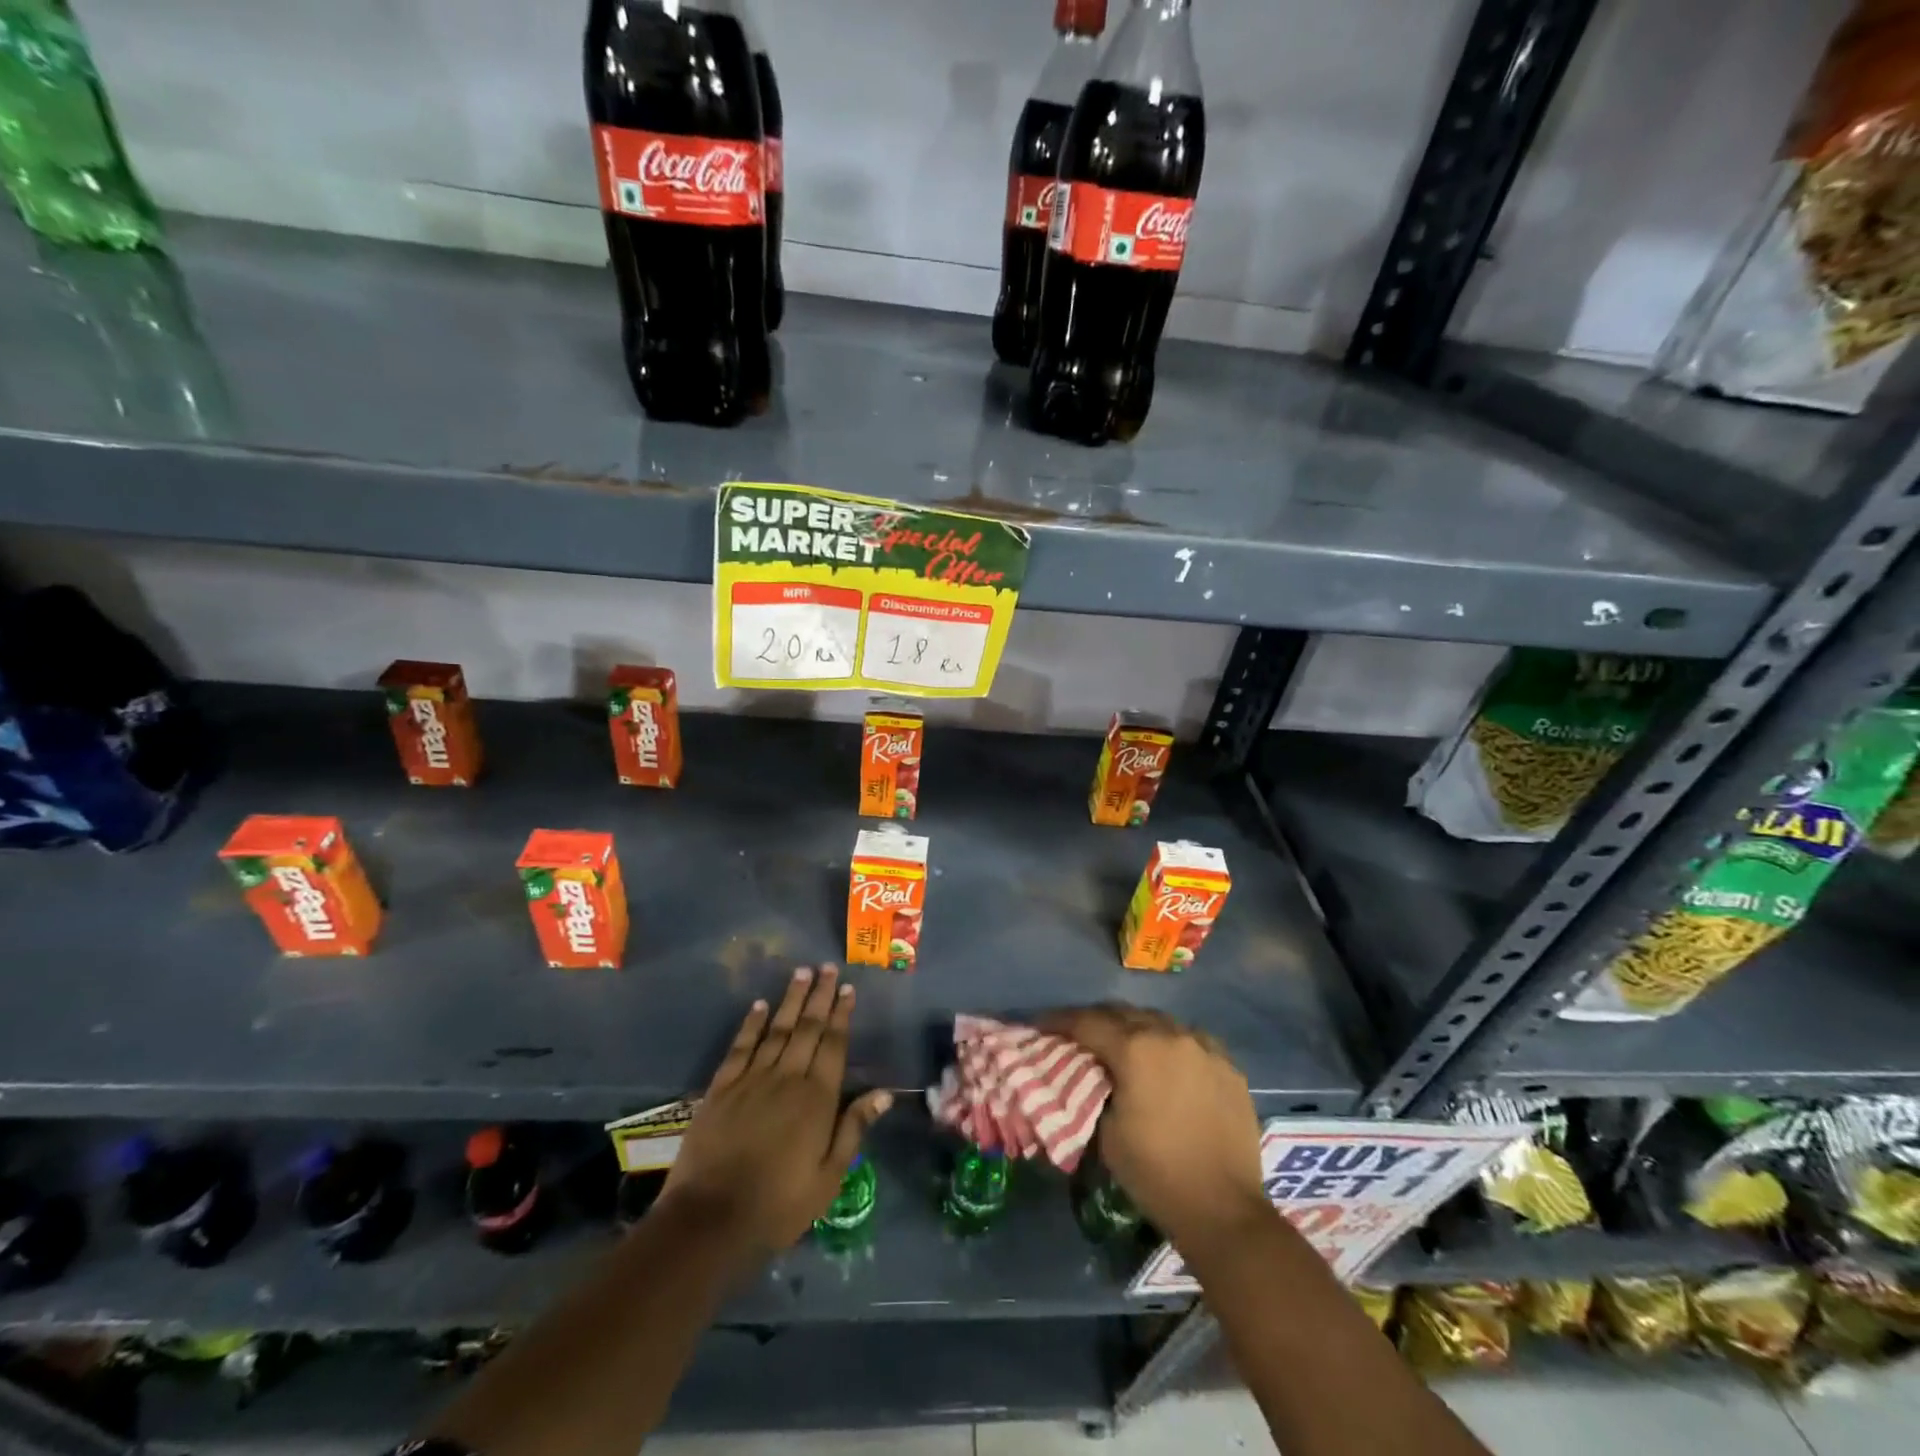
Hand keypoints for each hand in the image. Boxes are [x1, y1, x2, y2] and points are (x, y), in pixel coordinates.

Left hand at [662, 965, 891, 1256]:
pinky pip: (741, 1046)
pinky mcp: (722, 1088)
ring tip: (801, 972)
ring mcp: (752, 1079)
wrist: (710, 1219)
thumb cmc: (778, 1204)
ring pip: (777, 1029)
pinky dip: (752, 1023)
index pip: (833, 1044)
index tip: (847, 988)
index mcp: (817, 1098)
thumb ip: (854, 1129)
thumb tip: (884, 1092)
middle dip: (819, 995)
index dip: (841, 1014)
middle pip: (807, 1028)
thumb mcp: (828, 1177)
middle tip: (827, 967)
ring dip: (790, 1000)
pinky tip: (760, 1005)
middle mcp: (787, 1078)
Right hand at [1040, 1006, 1267, 1251]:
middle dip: (1095, 1020)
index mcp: (1135, 1049)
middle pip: (1122, 1013)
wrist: (1223, 1209)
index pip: (1087, 1022)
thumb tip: (1089, 1074)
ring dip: (1134, 1028)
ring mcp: (1203, 1047)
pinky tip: (1165, 1060)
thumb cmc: (1155, 1172)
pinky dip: (1169, 1043)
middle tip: (1076, 1034)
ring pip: (1159, 1021)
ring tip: (1121, 1044)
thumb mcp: (1106, 1132)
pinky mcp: (1227, 1065)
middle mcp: (1170, 1035)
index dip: (1058, 1022)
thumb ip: (1093, 1089)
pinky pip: (1190, 1040)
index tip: (1039, 1024)